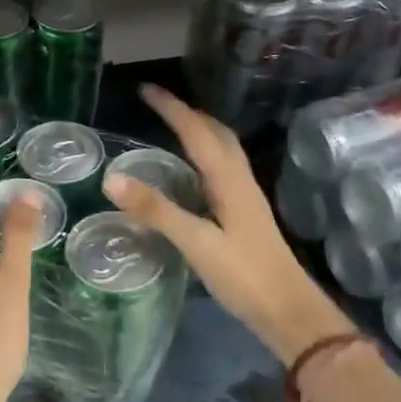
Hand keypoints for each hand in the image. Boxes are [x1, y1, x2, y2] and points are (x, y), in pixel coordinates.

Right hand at [104, 85, 356, 367]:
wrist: (289, 311)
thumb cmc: (244, 275)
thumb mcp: (196, 242)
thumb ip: (156, 211)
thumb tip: (111, 178)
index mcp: (229, 179)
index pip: (197, 131)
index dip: (172, 108)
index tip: (146, 90)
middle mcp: (240, 180)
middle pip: (216, 134)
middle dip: (188, 113)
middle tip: (158, 105)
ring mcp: (246, 198)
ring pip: (222, 151)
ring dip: (199, 132)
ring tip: (173, 129)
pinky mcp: (245, 215)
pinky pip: (221, 171)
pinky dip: (203, 157)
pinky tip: (192, 175)